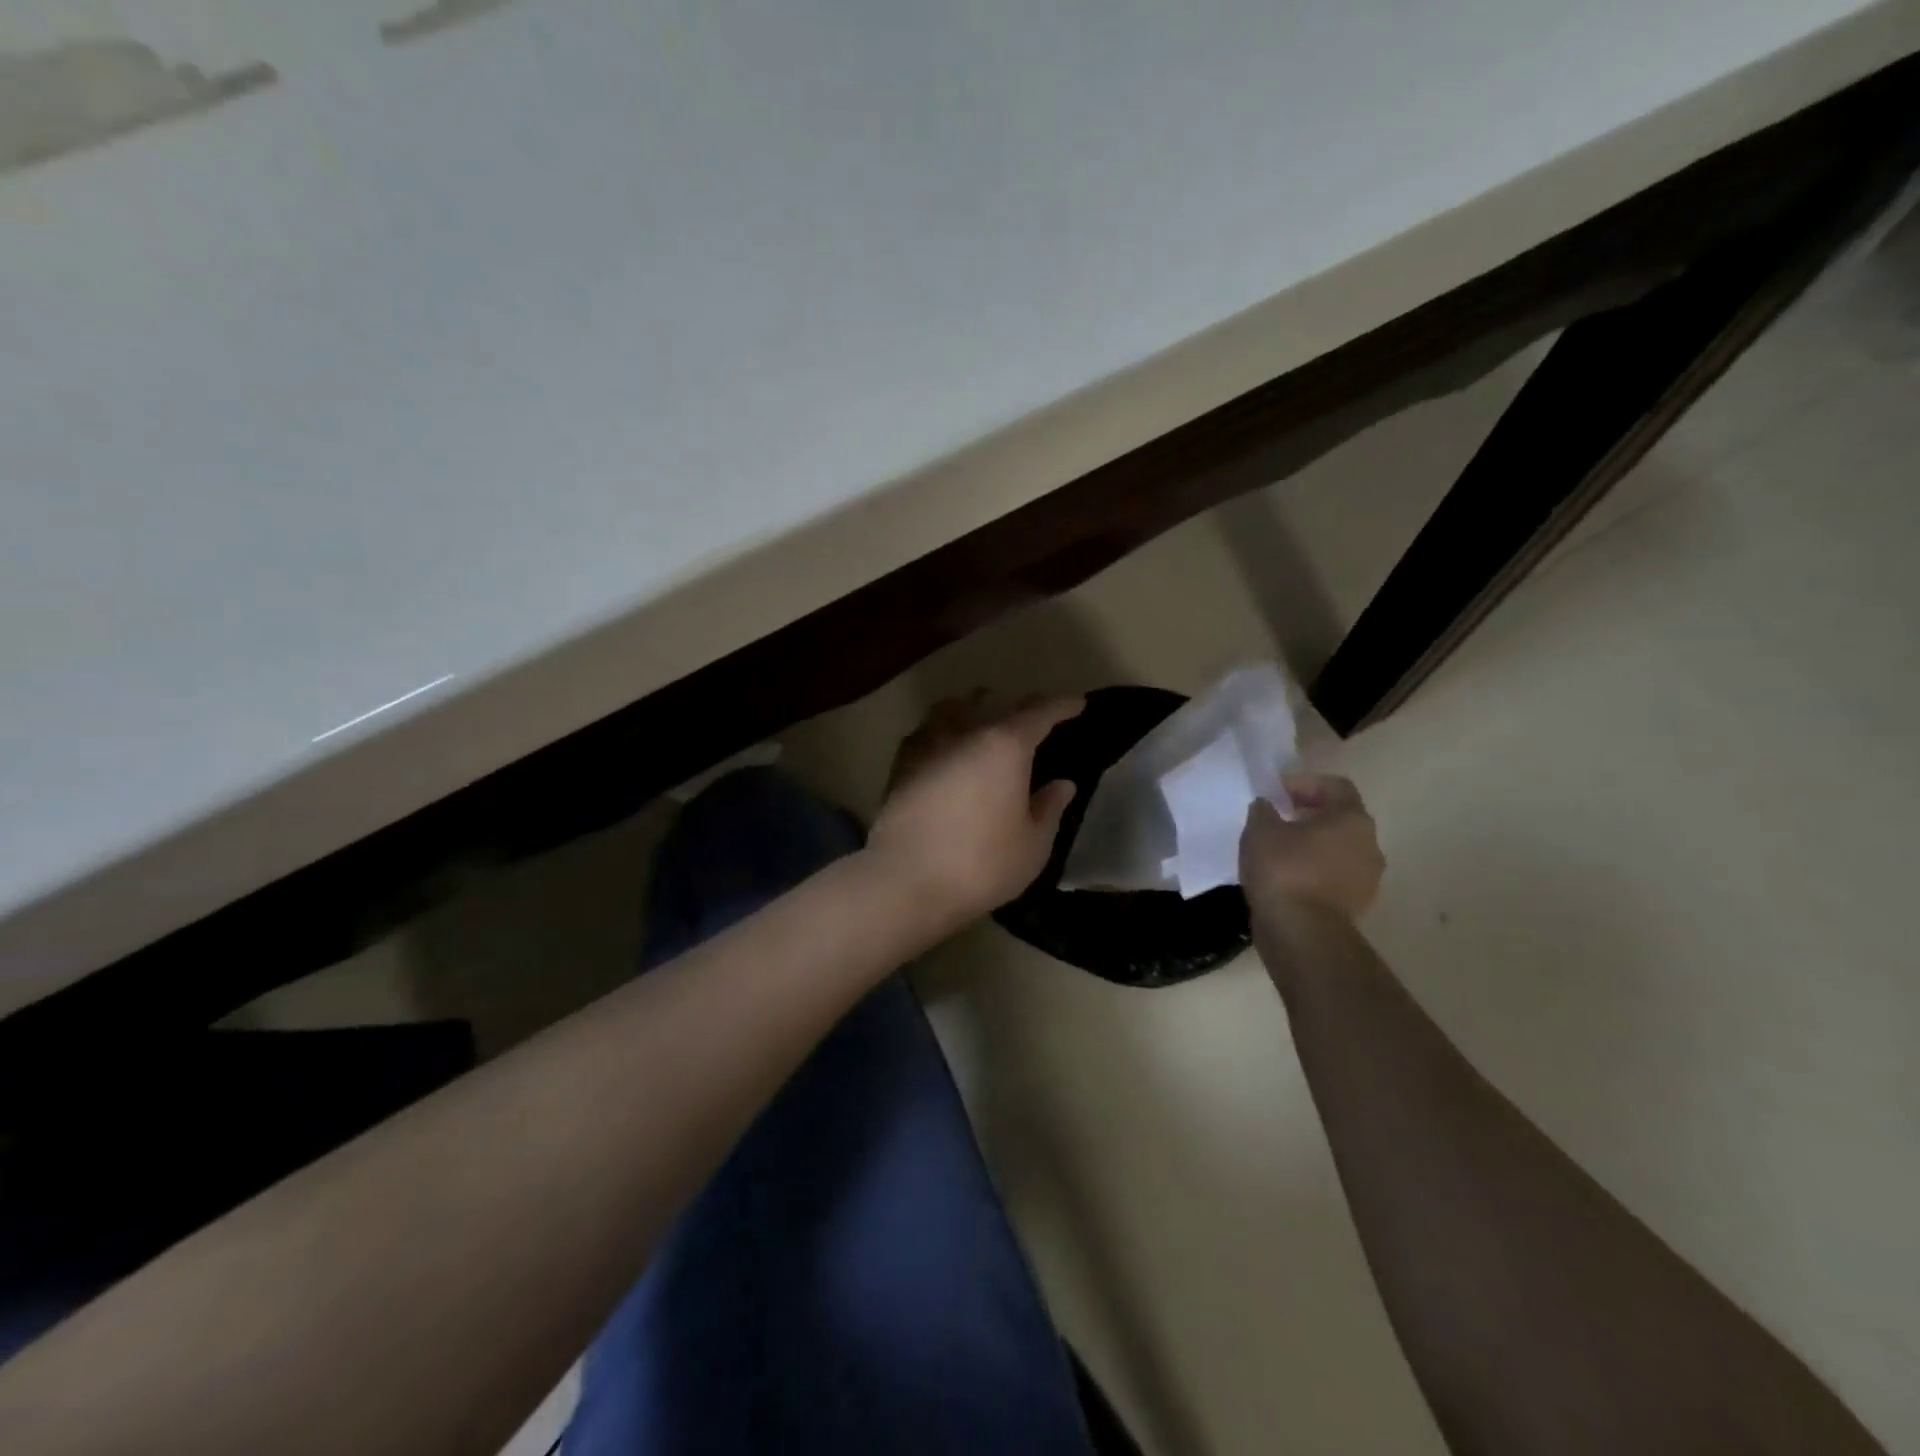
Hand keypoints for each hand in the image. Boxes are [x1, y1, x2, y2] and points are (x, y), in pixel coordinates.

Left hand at [868, 691, 1083, 923]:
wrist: (905, 879)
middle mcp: (966, 730)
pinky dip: (945, 729)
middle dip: (1016, 706)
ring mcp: (928, 742)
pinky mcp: (901, 761)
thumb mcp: (1032, 846)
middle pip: (994, 701)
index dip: (1061, 706)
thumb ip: (1050, 809)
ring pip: (955, 706)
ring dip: (974, 709)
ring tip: (984, 725)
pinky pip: (928, 729)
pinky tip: (947, 748)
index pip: (1040, 712)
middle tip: (1031, 723)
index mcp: (1006, 745)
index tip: (1076, 704)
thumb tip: (1062, 784)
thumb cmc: (980, 864)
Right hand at [1240, 773, 1384, 923]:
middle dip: (1308, 815)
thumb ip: (1264, 810)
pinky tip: (1285, 877)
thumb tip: (1268, 806)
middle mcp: (1370, 844)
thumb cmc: (1284, 870)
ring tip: (1278, 851)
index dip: (1304, 783)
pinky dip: (1313, 871)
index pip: (1336, 786)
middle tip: (1276, 819)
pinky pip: (1334, 876)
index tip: (1276, 793)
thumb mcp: (1260, 829)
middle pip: (1339, 818)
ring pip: (1338, 849)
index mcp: (1352, 819)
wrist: (1301, 933)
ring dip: (1311, 845)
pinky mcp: (1356, 905)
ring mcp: (1367, 878)